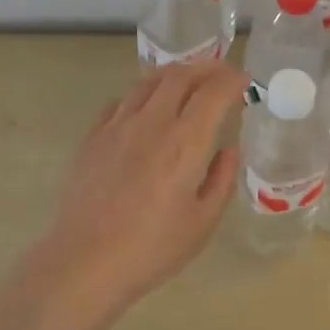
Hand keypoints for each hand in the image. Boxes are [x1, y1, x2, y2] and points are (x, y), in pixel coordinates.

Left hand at [19, 60, 247, 326]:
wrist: (85, 262)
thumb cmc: (152, 249)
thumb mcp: (202, 222)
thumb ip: (221, 179)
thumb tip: (229, 150)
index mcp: (185, 142)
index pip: (214, 92)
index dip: (233, 80)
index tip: (244, 82)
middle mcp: (152, 123)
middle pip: (180, 75)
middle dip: (206, 68)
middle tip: (221, 74)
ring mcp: (117, 126)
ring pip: (148, 82)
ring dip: (174, 75)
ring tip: (187, 82)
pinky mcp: (93, 137)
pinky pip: (121, 101)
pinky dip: (142, 95)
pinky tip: (146, 109)